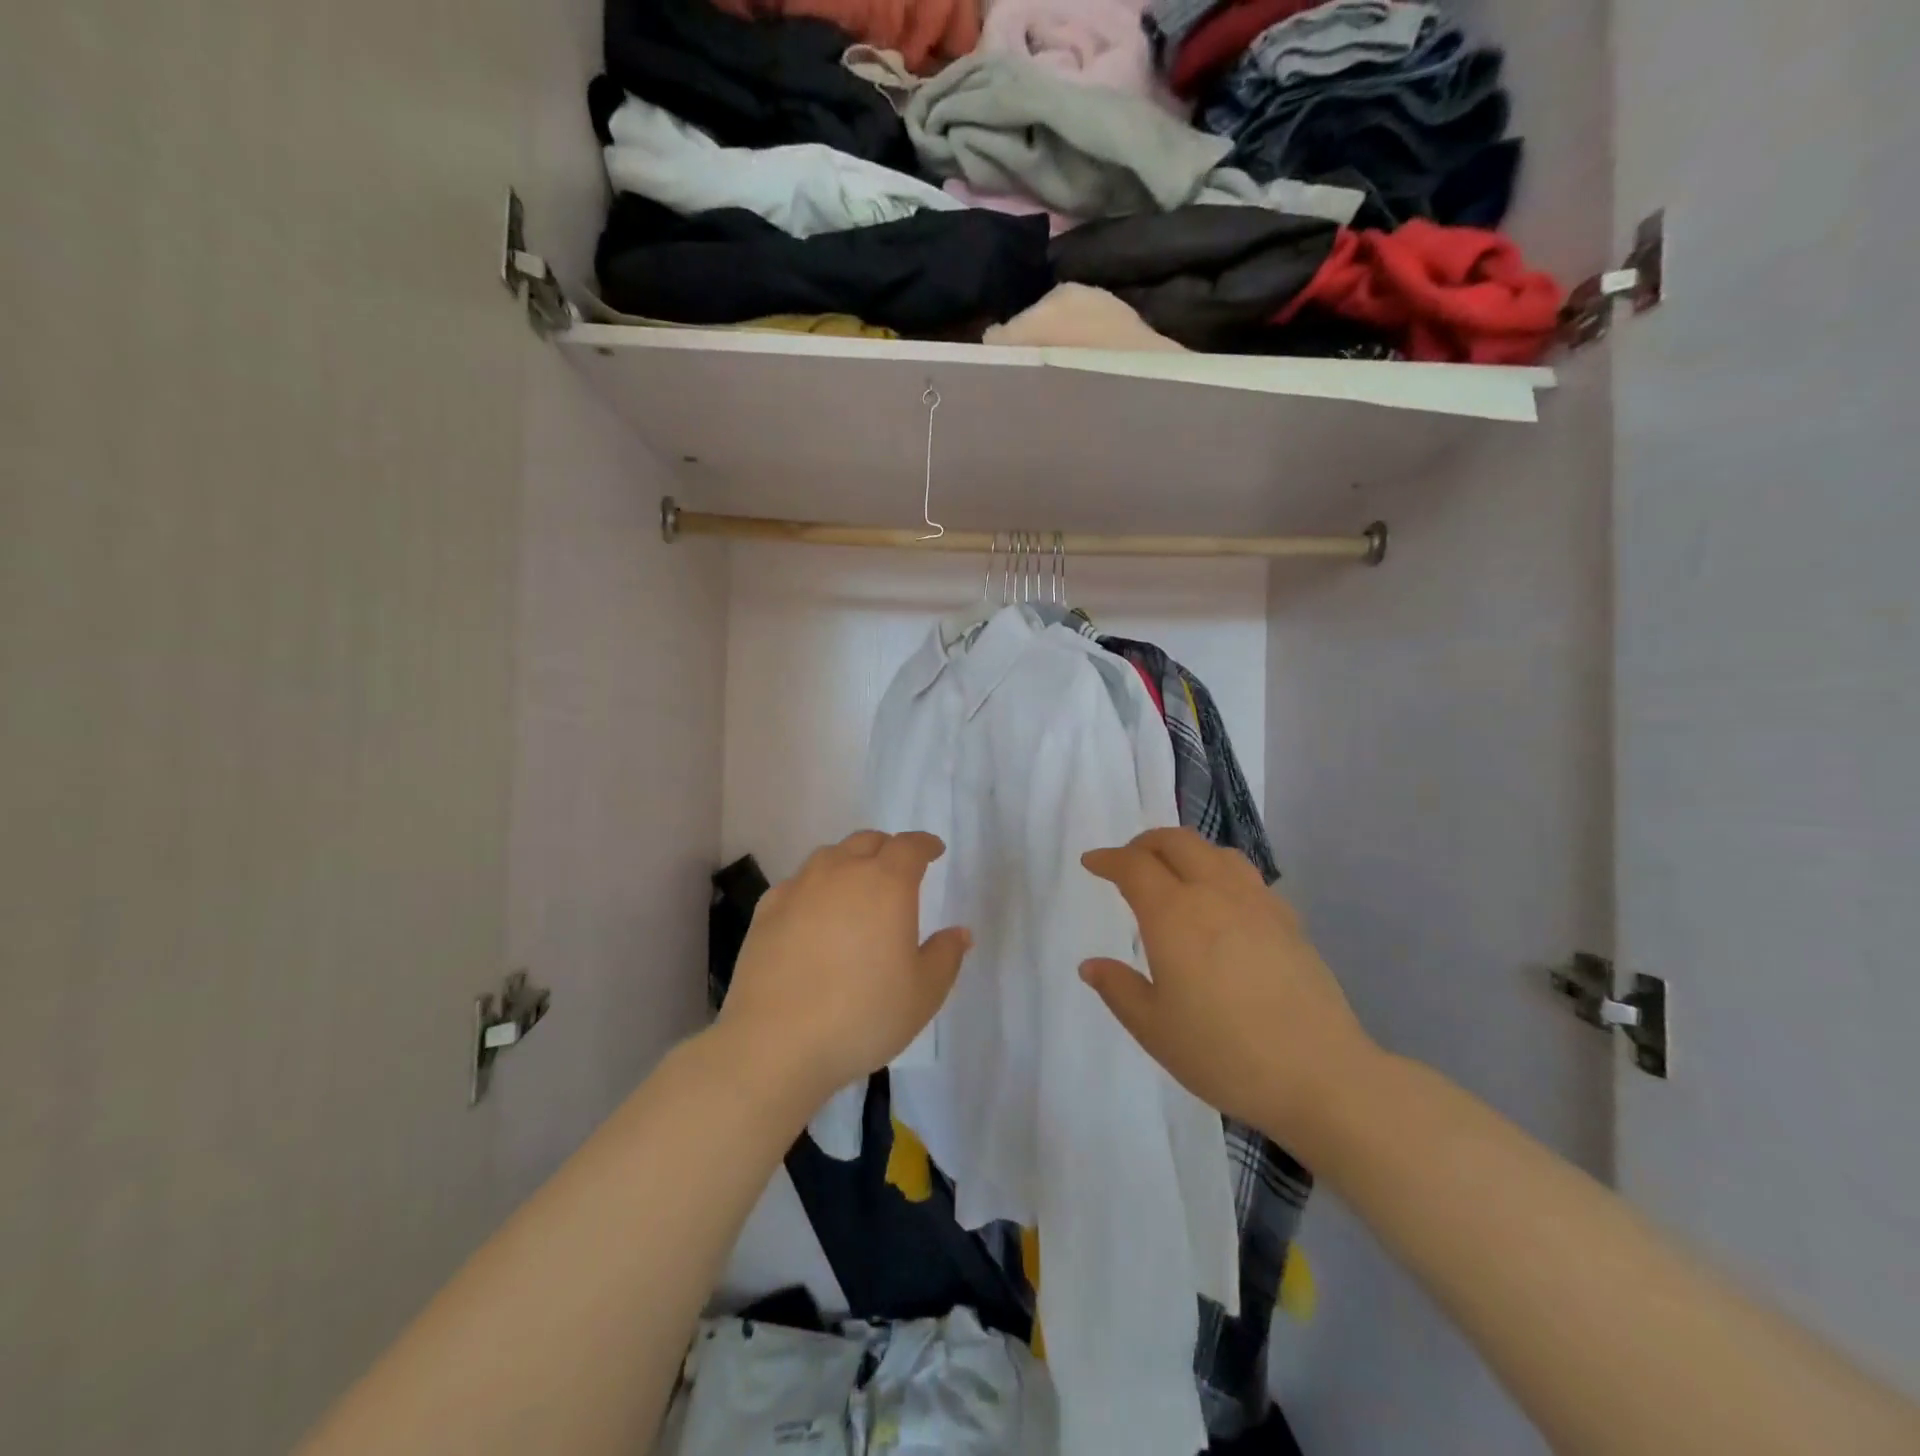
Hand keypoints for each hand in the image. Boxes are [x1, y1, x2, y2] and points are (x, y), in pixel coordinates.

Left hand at [718, 830, 971, 1105]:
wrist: (776, 1042)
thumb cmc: (863, 1015)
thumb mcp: (923, 994)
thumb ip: (945, 956)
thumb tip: (959, 932)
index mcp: (886, 884)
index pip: (910, 847)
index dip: (925, 845)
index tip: (934, 850)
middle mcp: (842, 872)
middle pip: (867, 842)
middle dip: (888, 849)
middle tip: (898, 870)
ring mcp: (799, 888)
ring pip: (829, 856)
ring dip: (849, 862)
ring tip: (856, 888)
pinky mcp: (767, 910)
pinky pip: (798, 882)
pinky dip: (815, 887)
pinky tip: (814, 912)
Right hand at [1080, 828, 1376, 1146]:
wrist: (1319, 1075)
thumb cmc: (1224, 1053)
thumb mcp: (1155, 1029)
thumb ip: (1118, 989)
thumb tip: (1090, 965)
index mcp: (1174, 915)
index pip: (1134, 866)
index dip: (1108, 859)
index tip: (1092, 862)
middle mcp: (1214, 894)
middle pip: (1176, 842)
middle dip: (1145, 843)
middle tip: (1128, 861)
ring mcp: (1257, 903)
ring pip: (1216, 852)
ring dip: (1186, 850)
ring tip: (1174, 873)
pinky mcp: (1288, 920)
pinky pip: (1246, 875)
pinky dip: (1220, 872)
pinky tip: (1221, 904)